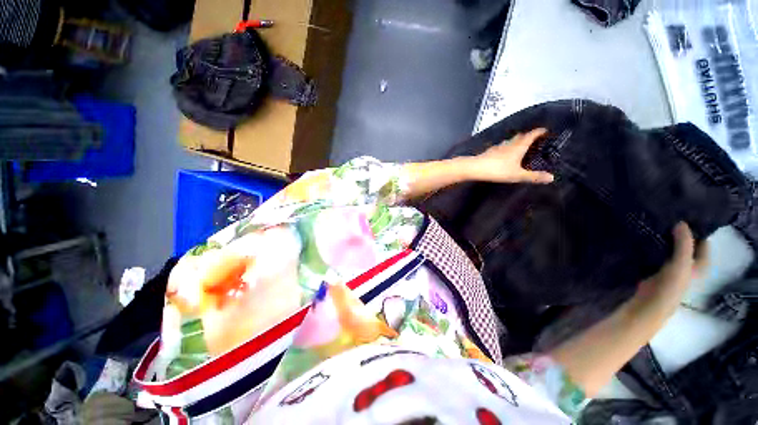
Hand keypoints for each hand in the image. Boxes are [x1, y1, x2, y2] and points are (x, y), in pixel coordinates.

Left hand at [471, 128, 553, 183]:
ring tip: (520, 146)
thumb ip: (533, 176)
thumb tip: (551, 178)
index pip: (531, 135)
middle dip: (528, 136)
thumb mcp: (517, 175)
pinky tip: (503, 153)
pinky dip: (506, 147)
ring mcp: (498, 147)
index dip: (539, 132)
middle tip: (534, 139)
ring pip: (509, 141)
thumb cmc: (498, 170)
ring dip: (516, 141)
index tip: (545, 131)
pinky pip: (501, 147)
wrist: (475, 168)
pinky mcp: (489, 151)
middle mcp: (509, 144)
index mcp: (518, 146)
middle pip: (520, 136)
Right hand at [634, 222, 708, 312]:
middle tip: (671, 221)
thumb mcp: (681, 264)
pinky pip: (656, 256)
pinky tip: (645, 243)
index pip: (704, 248)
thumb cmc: (670, 286)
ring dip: (665, 242)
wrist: (649, 305)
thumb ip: (684, 245)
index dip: (700, 235)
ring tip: (656, 228)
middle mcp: (686, 268)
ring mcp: (669, 270)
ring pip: (671, 252)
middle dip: (681, 237)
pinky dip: (653, 249)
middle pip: (688, 249)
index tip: (690, 220)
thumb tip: (681, 223)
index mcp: (698, 267)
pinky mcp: (653, 272)